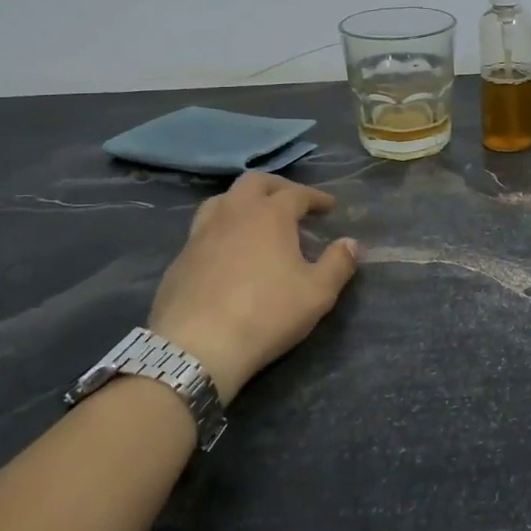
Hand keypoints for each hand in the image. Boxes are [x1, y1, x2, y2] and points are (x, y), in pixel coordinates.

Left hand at [144, 173, 359, 403]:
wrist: (197, 347)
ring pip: (222, 200)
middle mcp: (233, 213)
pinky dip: (222, 229)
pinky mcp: (180, 258)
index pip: (297, 193)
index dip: (316, 197)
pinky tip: (228, 252)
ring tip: (257, 220)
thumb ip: (338, 264)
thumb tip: (350, 243)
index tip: (329, 206)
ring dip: (244, 202)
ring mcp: (200, 233)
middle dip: (278, 187)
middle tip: (293, 203)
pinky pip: (204, 229)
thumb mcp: (318, 293)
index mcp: (269, 215)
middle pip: (254, 183)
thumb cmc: (266, 314)